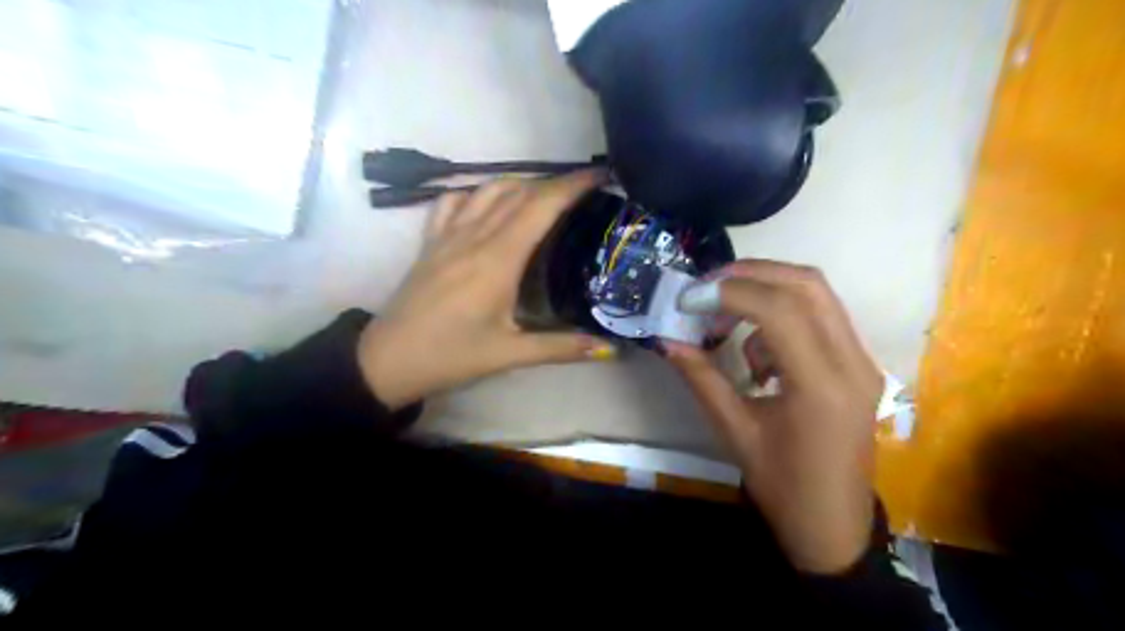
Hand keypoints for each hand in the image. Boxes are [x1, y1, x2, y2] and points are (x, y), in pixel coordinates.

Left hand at [357, 170, 614, 408]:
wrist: (388, 360)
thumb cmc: (451, 355)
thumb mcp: (510, 354)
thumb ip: (561, 347)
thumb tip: (610, 348)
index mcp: (497, 259)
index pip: (540, 207)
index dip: (572, 185)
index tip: (600, 174)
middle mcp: (473, 236)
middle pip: (519, 193)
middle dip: (555, 183)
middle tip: (584, 190)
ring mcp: (447, 235)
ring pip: (487, 190)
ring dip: (520, 184)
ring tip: (544, 196)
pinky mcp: (430, 242)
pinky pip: (454, 201)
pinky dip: (478, 193)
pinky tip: (488, 205)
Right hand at [662, 259, 881, 573]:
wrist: (832, 526)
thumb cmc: (782, 486)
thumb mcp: (734, 431)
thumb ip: (701, 377)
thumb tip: (668, 339)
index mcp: (822, 387)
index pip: (779, 310)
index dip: (728, 293)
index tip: (688, 299)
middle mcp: (852, 363)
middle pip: (807, 284)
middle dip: (750, 274)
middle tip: (707, 288)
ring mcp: (861, 361)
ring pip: (816, 294)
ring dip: (766, 291)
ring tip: (726, 321)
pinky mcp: (858, 364)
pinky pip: (819, 317)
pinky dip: (781, 318)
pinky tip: (758, 356)